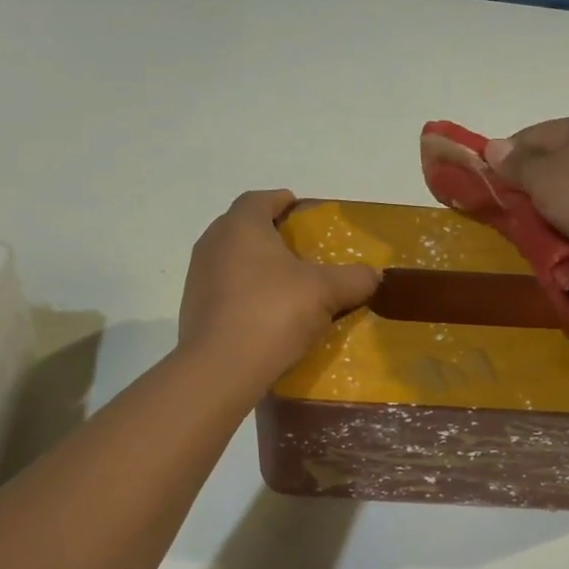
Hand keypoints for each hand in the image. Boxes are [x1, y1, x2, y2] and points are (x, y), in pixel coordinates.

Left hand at [178, 190, 379, 384]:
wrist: (220, 369)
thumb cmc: (273, 312)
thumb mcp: (325, 292)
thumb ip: (354, 278)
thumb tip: (374, 275)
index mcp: (241, 226)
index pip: (259, 199)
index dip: (281, 200)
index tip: (301, 211)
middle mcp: (213, 243)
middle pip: (243, 227)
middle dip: (271, 234)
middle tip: (301, 249)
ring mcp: (198, 277)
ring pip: (233, 259)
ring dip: (257, 266)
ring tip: (288, 283)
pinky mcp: (194, 309)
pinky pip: (226, 289)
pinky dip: (246, 292)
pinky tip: (268, 313)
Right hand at [487, 115, 568, 295]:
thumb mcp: (543, 178)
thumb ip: (515, 163)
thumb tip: (493, 147)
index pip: (528, 136)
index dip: (504, 160)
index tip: (490, 189)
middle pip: (550, 165)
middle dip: (529, 191)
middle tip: (515, 216)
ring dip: (552, 213)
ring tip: (542, 234)